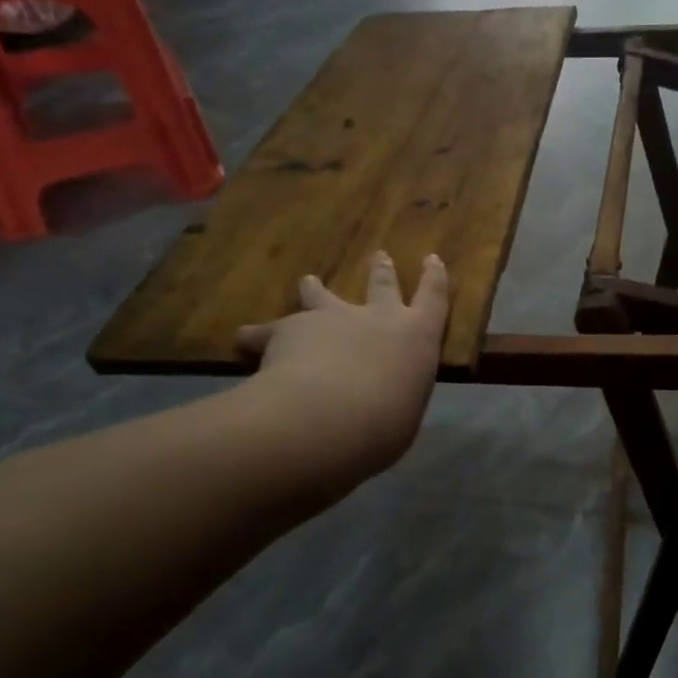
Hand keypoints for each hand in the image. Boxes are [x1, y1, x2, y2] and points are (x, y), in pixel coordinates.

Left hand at [236, 251, 448, 481]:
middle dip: (381, 271)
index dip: (434, 278)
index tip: (431, 259)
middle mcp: (378, 318)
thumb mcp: (404, 411)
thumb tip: (380, 403)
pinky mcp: (291, 328)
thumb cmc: (386, 422)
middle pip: (382, 286)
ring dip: (315, 289)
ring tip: (308, 280)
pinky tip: (244, 340)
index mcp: (417, 337)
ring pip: (322, 297)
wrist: (331, 415)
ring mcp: (333, 318)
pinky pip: (269, 332)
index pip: (433, 299)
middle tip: (379, 255)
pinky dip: (257, 337)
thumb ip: (395, 397)